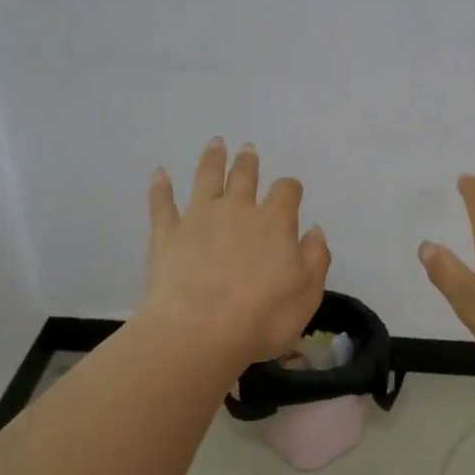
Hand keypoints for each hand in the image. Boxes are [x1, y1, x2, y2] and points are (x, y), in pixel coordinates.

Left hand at [142, 138, 331, 365]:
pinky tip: (159, 173)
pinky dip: (161, 187)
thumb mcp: (307, 292)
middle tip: (247, 148)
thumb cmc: (263, 317)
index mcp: (274, 222)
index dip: (290, 189)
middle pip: (244, 176)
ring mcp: (198, 218)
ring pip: (206, 179)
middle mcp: (237, 210)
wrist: (199, 330)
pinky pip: (162, 204)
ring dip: (212, 159)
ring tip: (216, 143)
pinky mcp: (167, 234)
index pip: (286, 192)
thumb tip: (314, 229)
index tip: (292, 191)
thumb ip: (315, 257)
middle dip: (248, 162)